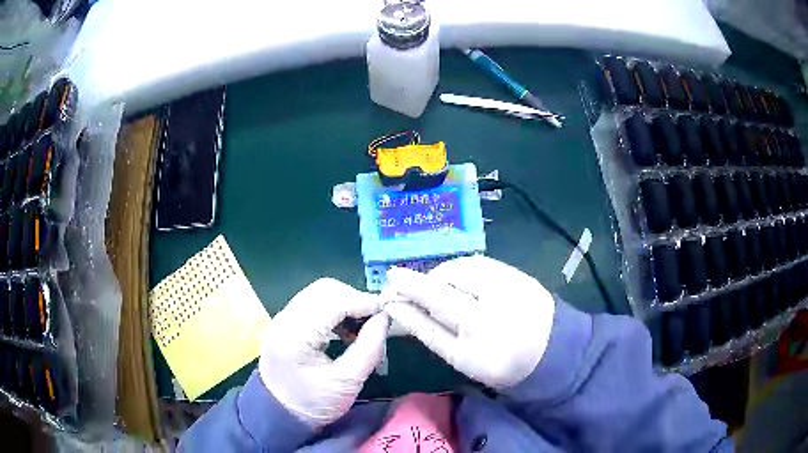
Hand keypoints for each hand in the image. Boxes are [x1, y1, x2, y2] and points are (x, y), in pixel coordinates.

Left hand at [258, 278, 388, 427]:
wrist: (280, 413)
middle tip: (373, 318)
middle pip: (323, 290)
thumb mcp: (348, 382)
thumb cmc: (315, 403)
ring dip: (343, 301)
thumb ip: (369, 348)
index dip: (362, 302)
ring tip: (360, 324)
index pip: (333, 303)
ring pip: (317, 293)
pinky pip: (311, 303)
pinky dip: (331, 308)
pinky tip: (343, 328)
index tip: (385, 311)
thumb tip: (384, 318)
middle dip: (353, 298)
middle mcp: (284, 320)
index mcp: (296, 337)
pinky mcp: (283, 322)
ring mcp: (280, 319)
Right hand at [383, 256, 554, 388]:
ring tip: (436, 285)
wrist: (551, 349)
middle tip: (406, 283)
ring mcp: (509, 292)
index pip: (431, 323)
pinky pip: (479, 263)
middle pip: (443, 290)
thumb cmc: (500, 361)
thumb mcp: (463, 358)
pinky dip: (461, 268)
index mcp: (476, 351)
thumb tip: (400, 305)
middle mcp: (493, 319)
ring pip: (460, 270)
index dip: (406, 302)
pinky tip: (458, 278)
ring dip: (440, 274)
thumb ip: (431, 331)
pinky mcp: (519, 276)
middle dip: (416, 281)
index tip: (387, 288)